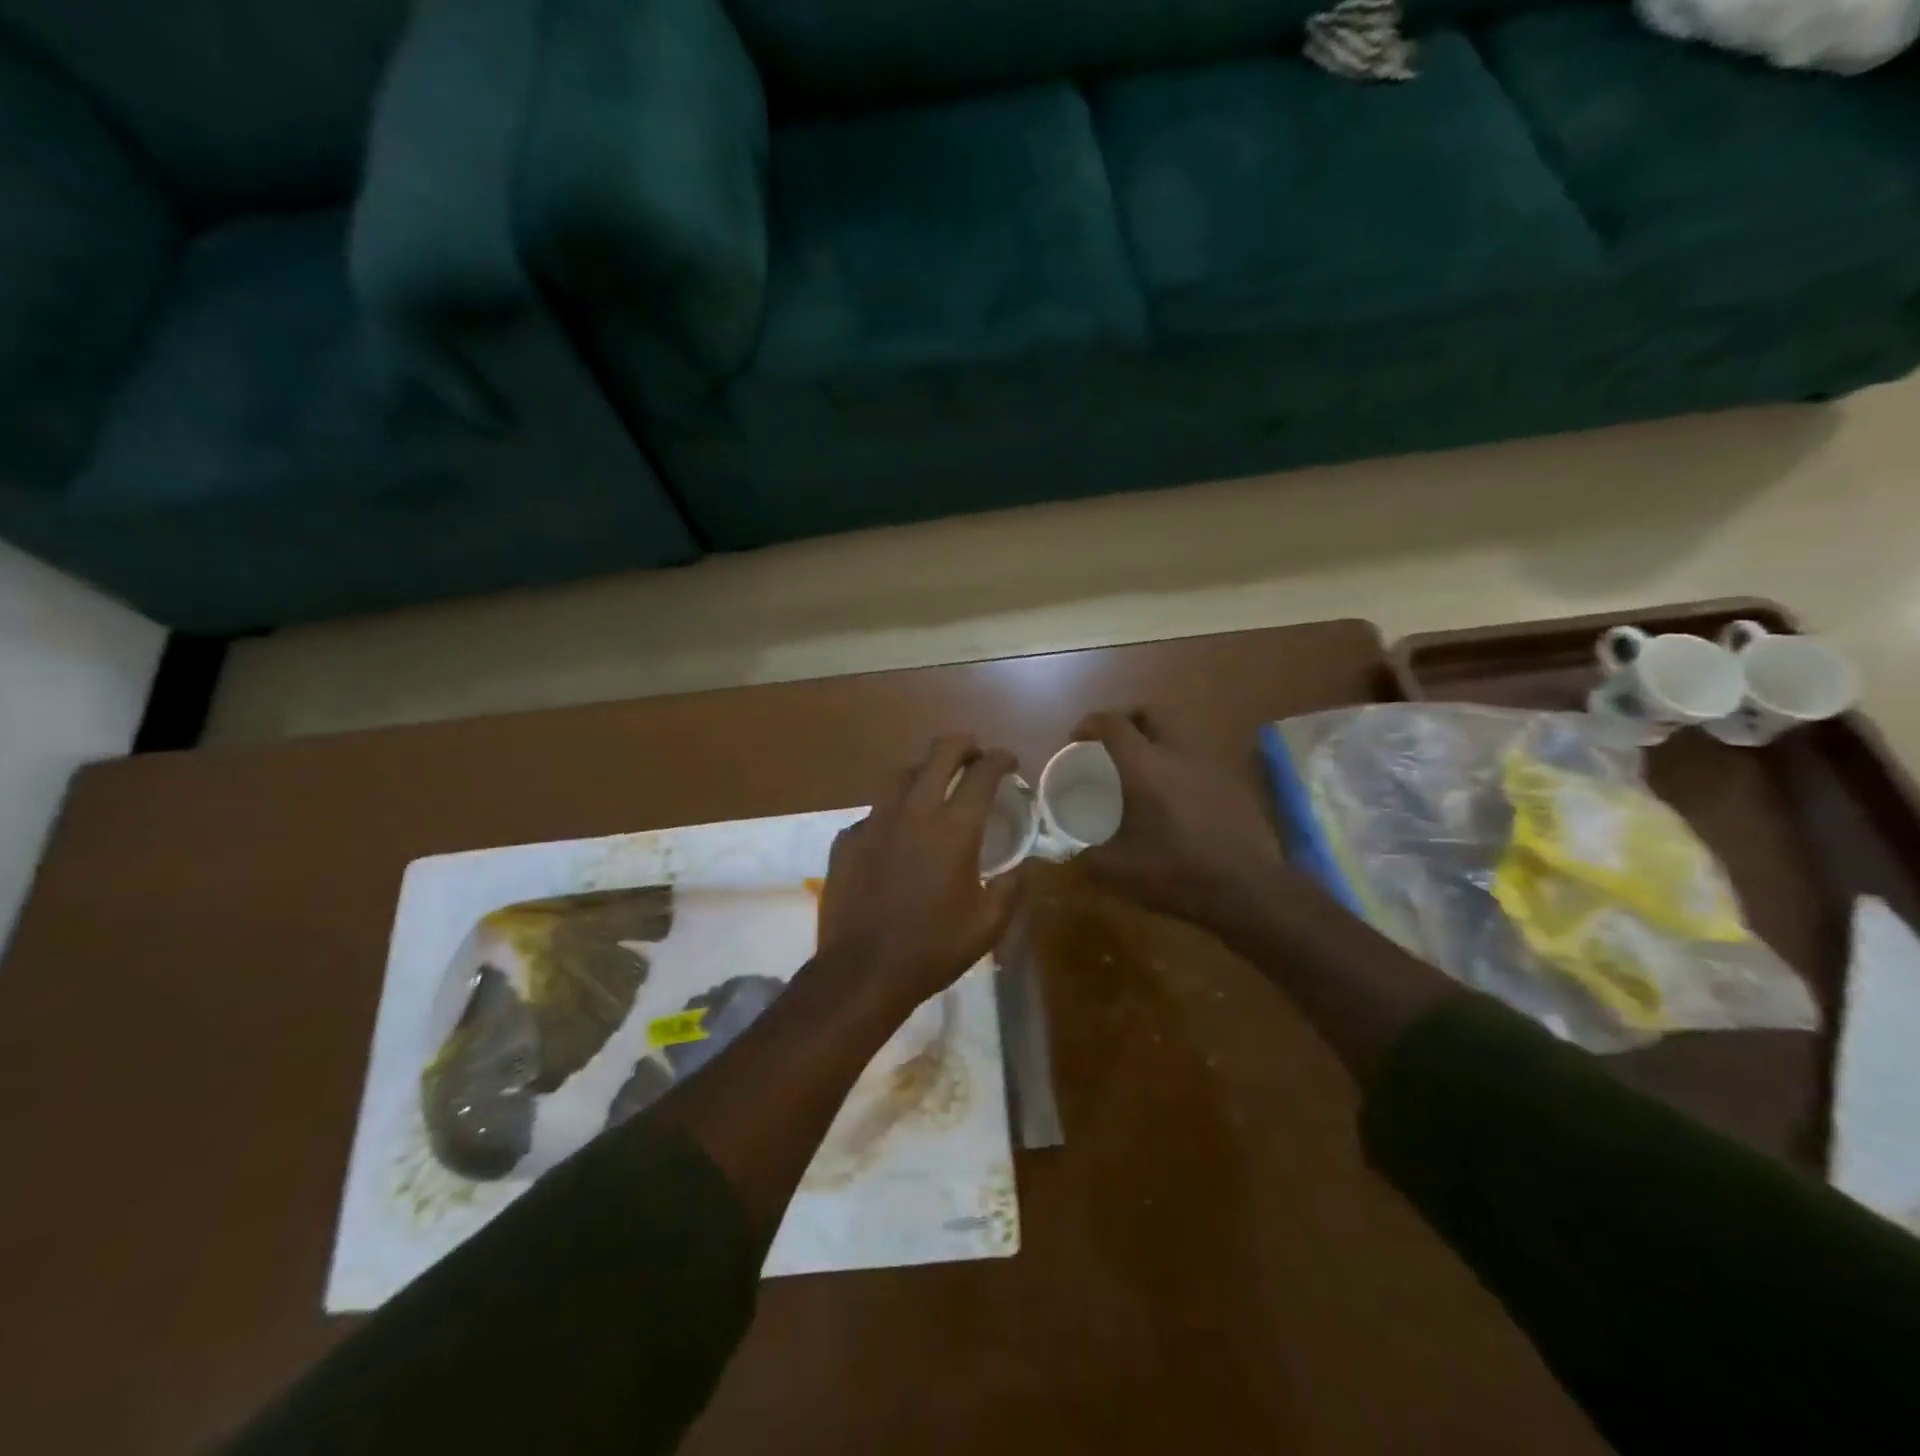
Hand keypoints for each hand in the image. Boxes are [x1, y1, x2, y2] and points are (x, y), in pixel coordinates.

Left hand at [817, 736, 1024, 1015]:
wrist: (863, 971)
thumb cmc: (933, 949)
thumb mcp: (988, 925)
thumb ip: (1013, 888)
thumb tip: (1028, 865)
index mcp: (954, 829)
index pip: (982, 773)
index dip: (1000, 759)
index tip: (1009, 762)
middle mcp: (915, 812)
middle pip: (939, 754)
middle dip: (962, 745)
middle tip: (974, 753)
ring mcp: (875, 822)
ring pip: (901, 774)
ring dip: (924, 770)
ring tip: (933, 782)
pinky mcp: (848, 839)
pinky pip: (874, 811)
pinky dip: (892, 812)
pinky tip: (895, 833)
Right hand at [1074, 709, 1294, 934]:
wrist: (1248, 890)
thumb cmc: (1176, 873)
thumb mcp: (1117, 871)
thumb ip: (1087, 856)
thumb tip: (1072, 852)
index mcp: (1144, 765)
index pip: (1112, 723)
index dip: (1088, 725)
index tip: (1076, 742)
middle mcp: (1178, 752)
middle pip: (1150, 713)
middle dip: (1126, 721)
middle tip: (1111, 746)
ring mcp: (1211, 764)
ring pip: (1179, 732)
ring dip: (1157, 740)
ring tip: (1143, 770)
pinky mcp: (1233, 782)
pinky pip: (1199, 758)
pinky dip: (1181, 764)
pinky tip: (1176, 796)